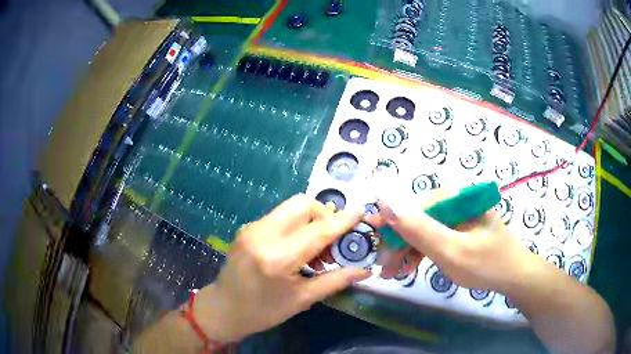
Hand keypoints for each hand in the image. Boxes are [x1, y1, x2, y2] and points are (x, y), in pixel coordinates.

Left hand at [192, 194, 369, 342]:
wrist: (224, 308)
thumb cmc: (263, 311)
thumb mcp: (302, 299)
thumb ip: (336, 280)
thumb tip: (365, 270)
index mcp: (277, 257)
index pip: (318, 230)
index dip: (342, 221)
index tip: (360, 212)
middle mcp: (263, 234)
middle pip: (302, 204)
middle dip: (325, 215)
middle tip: (333, 239)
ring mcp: (252, 228)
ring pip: (291, 208)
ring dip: (311, 220)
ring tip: (317, 250)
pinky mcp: (247, 227)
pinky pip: (279, 216)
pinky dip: (296, 225)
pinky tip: (298, 249)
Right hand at [371, 190, 537, 292]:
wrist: (514, 276)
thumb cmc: (487, 265)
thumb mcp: (452, 251)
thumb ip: (419, 229)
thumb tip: (385, 203)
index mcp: (455, 197)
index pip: (413, 208)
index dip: (393, 230)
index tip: (379, 253)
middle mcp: (454, 199)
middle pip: (416, 218)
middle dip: (399, 244)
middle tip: (386, 270)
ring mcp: (457, 213)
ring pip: (422, 228)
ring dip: (407, 250)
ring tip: (395, 273)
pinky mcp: (459, 226)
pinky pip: (433, 235)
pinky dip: (420, 251)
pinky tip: (411, 267)